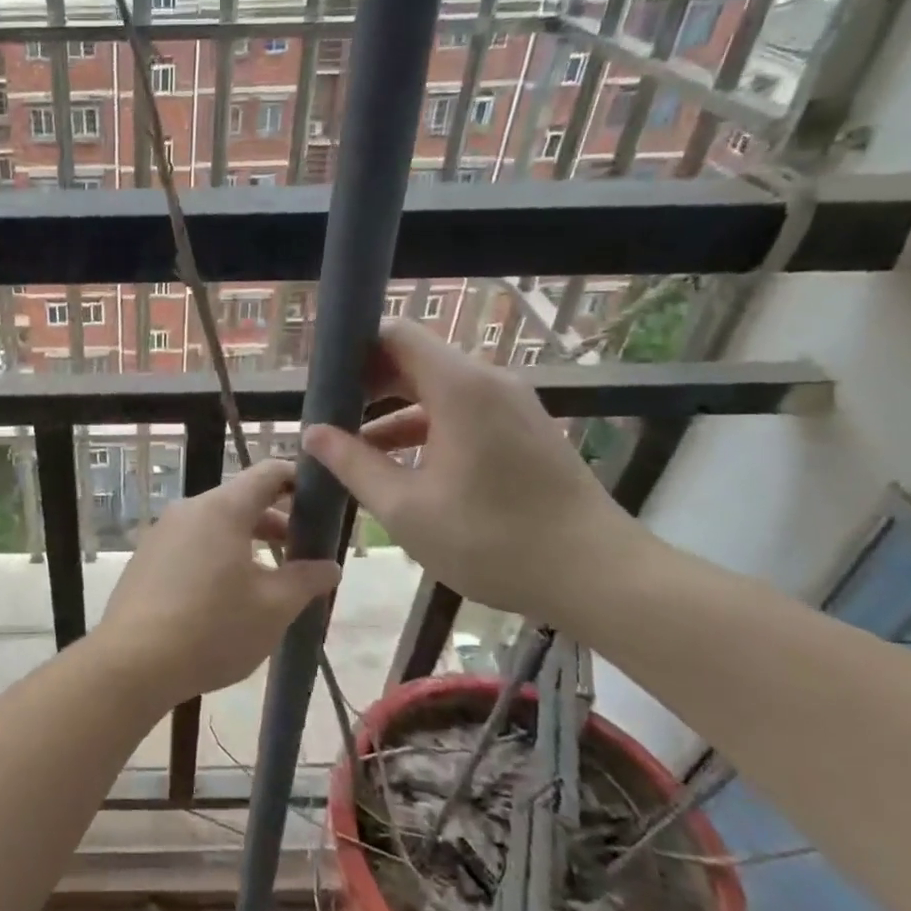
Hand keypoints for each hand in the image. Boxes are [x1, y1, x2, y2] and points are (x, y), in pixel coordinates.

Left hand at [98, 458, 341, 704]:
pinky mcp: (146, 559)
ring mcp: (162, 533)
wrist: (132, 663)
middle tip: (304, 554)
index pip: (269, 473)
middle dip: (277, 523)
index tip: (323, 503)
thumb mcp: (273, 608)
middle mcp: (189, 510)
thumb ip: (306, 580)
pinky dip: (218, 556)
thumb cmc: (212, 629)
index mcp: (222, 509)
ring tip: (270, 581)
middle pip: (242, 500)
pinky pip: (191, 544)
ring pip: (215, 525)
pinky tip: (227, 597)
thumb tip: (329, 566)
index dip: (300, 481)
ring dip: (247, 543)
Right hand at [302, 322, 645, 626]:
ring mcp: (510, 406)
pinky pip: (460, 411)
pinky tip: (397, 465)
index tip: (319, 382)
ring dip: (391, 410)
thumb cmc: (494, 540)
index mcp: (460, 388)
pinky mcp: (522, 430)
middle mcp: (487, 382)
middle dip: (365, 384)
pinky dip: (423, 427)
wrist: (598, 576)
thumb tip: (312, 433)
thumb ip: (353, 464)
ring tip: (350, 445)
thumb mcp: (405, 507)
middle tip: (325, 417)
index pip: (395, 335)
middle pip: (413, 359)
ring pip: (435, 389)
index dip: (353, 350)